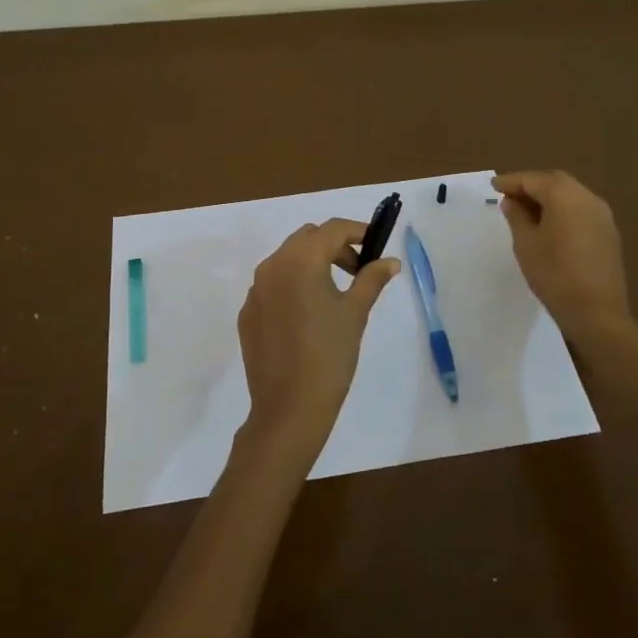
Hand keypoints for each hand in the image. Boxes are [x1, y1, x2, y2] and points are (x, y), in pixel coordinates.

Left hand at [236, 219, 399, 460]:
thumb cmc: (329, 356)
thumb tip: (390, 261)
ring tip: (335, 293)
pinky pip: (272, 285)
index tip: (376, 245)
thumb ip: (371, 279)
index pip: (332, 229)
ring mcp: (255, 290)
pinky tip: (308, 316)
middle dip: (334, 246)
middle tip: (357, 270)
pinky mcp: (247, 313)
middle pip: (307, 239)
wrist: (289, 408)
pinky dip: (293, 286)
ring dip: (312, 263)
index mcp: (300, 261)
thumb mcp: (355, 313)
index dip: (358, 231)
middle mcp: (272, 266)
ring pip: (287, 259)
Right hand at [492, 171, 630, 341]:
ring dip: (548, 198)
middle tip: (509, 197)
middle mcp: (587, 198)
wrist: (597, 312)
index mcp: (565, 196)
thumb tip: (512, 201)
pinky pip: (581, 210)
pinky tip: (549, 225)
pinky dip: (563, 210)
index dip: (511, 181)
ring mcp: (602, 215)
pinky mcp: (608, 232)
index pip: (533, 179)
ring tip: (526, 212)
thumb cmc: (554, 275)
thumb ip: (517, 217)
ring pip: (570, 195)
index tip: (493, 186)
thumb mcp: (526, 244)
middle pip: (555, 182)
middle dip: (531, 185)